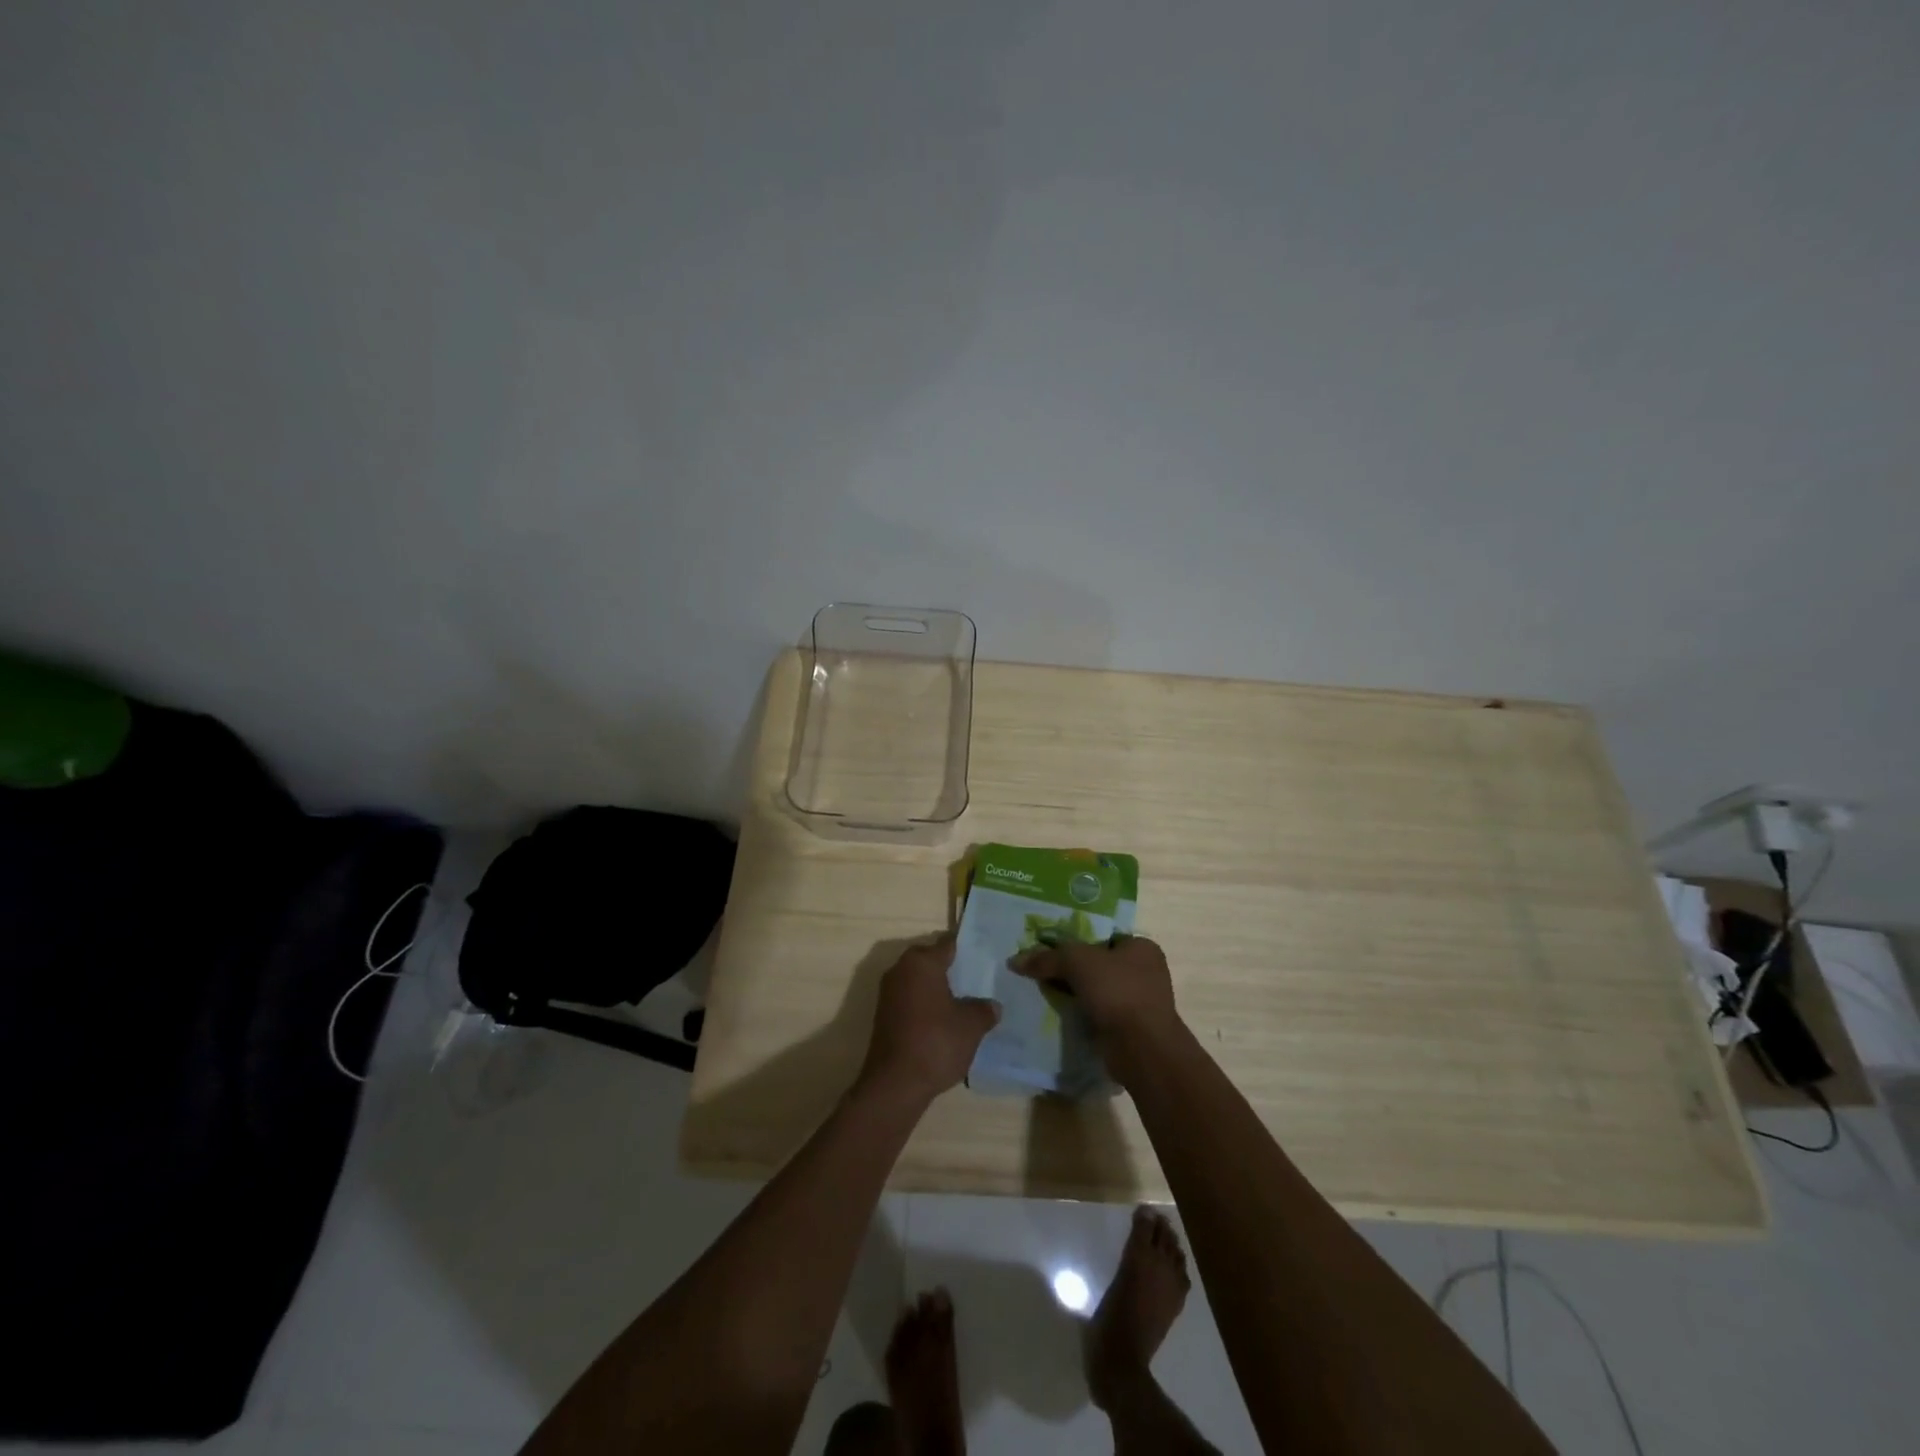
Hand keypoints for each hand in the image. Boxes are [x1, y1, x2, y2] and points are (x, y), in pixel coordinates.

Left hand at [857, 935, 999, 1105]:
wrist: (895, 1083)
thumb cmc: (936, 1042)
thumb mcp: (971, 1025)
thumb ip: (984, 1009)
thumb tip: (992, 1005)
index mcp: (922, 962)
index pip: (948, 944)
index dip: (968, 948)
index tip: (986, 955)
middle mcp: (901, 969)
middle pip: (931, 959)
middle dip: (952, 968)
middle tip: (978, 979)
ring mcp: (888, 992)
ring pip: (919, 980)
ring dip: (938, 988)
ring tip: (965, 1001)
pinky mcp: (884, 1014)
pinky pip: (911, 999)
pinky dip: (926, 1005)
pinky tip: (945, 1021)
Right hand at [1011, 936, 1179, 1054]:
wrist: (1142, 1049)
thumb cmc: (1117, 991)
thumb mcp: (1077, 962)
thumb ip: (1047, 958)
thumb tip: (1015, 960)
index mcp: (1141, 947)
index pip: (1102, 936)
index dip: (1075, 941)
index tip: (1049, 949)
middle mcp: (1145, 971)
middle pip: (1097, 964)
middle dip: (1071, 969)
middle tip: (1041, 970)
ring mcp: (1139, 1002)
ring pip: (1097, 990)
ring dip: (1074, 993)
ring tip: (1043, 992)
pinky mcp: (1129, 1028)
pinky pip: (1098, 1013)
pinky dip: (1081, 1013)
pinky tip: (1058, 1013)